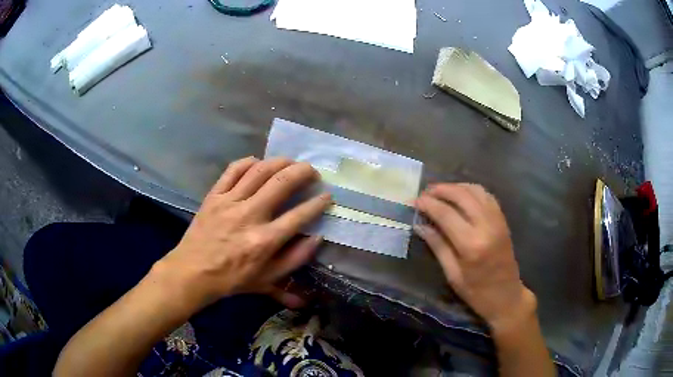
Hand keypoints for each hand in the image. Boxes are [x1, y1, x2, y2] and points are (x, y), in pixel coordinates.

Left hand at [157, 157, 331, 310]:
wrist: (192, 272)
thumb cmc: (231, 280)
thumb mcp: (267, 281)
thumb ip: (294, 260)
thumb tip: (316, 238)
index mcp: (264, 241)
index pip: (299, 215)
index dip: (318, 203)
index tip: (327, 196)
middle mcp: (249, 216)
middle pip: (282, 183)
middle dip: (303, 172)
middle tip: (312, 171)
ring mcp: (229, 202)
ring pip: (259, 171)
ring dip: (280, 162)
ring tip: (291, 162)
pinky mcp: (214, 196)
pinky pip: (233, 170)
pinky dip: (248, 162)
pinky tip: (258, 163)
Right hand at [415, 183, 534, 332]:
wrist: (506, 296)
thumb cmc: (476, 292)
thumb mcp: (452, 274)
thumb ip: (438, 246)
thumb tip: (420, 225)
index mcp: (471, 245)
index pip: (446, 214)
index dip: (428, 204)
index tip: (415, 201)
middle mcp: (486, 227)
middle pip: (461, 195)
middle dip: (441, 190)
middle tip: (426, 193)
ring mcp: (497, 221)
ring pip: (476, 191)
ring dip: (456, 187)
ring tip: (441, 192)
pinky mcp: (503, 220)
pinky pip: (487, 196)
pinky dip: (472, 190)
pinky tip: (461, 195)